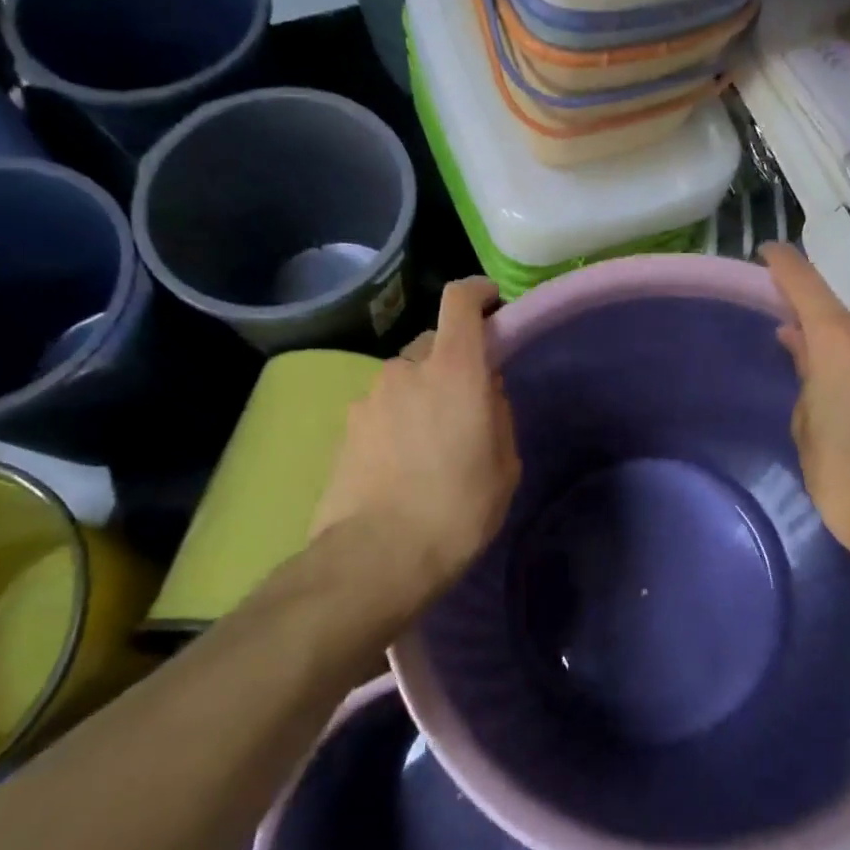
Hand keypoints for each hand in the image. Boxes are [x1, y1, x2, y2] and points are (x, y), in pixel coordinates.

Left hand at [306, 278, 520, 620]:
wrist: (376, 557)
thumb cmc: (458, 509)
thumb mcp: (504, 464)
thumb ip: (497, 413)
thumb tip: (484, 391)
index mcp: (454, 370)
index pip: (460, 301)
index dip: (478, 292)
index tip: (492, 301)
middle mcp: (406, 369)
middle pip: (433, 343)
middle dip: (452, 362)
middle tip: (466, 403)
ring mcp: (369, 397)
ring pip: (404, 379)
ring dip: (421, 395)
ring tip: (431, 443)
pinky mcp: (346, 427)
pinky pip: (382, 408)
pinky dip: (396, 420)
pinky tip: (401, 463)